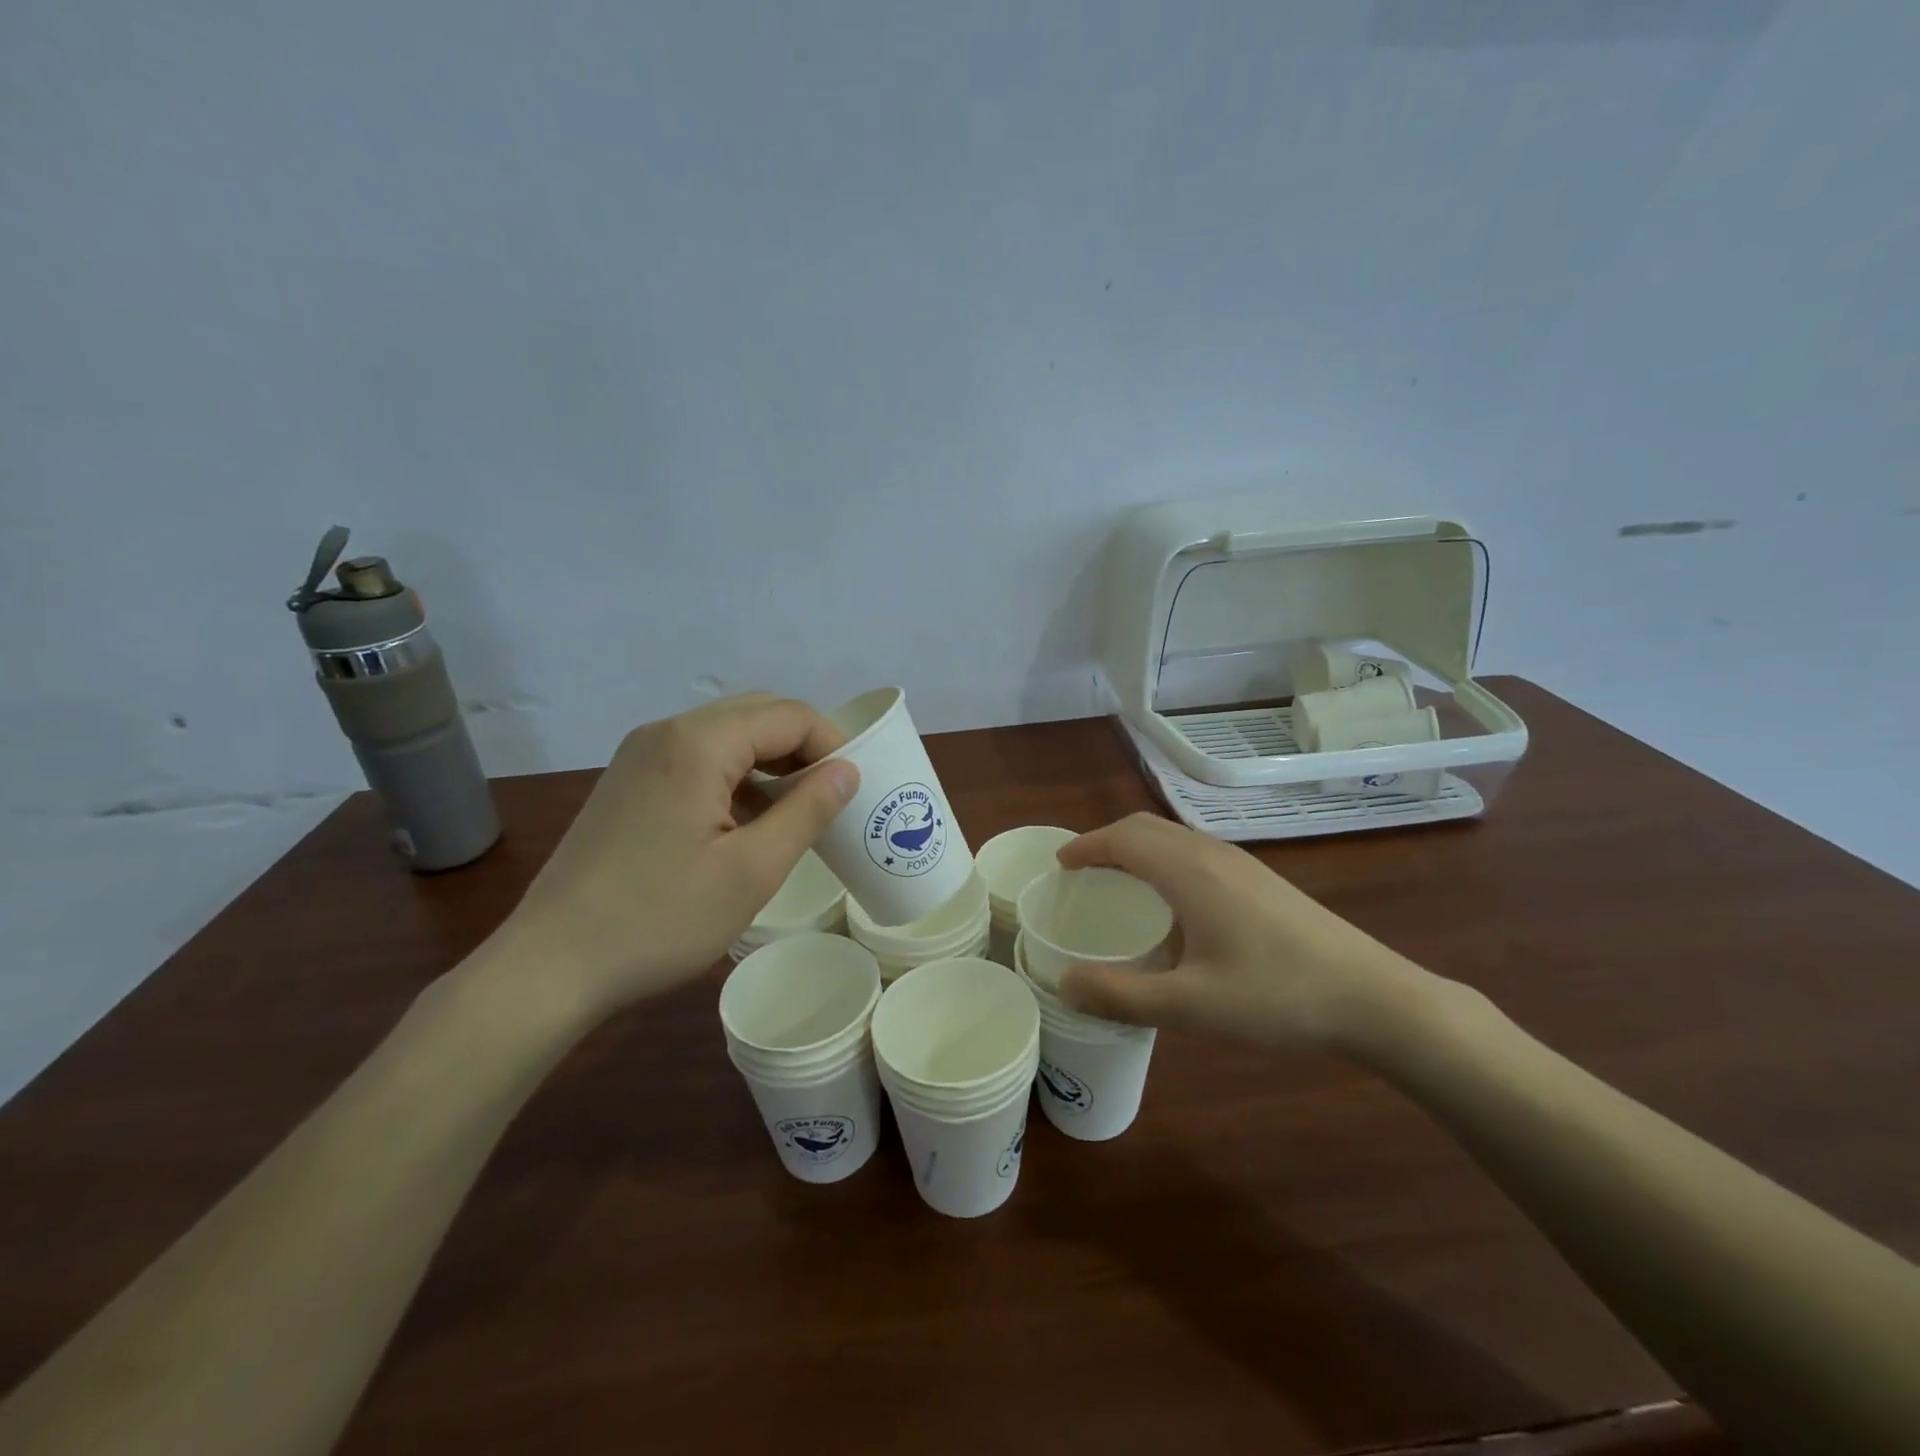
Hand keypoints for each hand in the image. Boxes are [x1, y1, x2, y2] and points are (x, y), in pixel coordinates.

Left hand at [487, 693, 856, 1021]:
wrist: (550, 965)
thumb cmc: (660, 920)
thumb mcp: (751, 870)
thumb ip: (807, 810)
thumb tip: (847, 770)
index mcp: (697, 743)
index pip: (789, 715)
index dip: (833, 744)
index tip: (856, 790)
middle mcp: (666, 731)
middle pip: (758, 714)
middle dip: (804, 747)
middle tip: (832, 797)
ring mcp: (640, 754)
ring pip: (728, 734)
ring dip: (770, 761)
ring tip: (798, 810)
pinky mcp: (628, 781)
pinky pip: (698, 757)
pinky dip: (736, 775)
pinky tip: (747, 820)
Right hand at [1055, 813, 1443, 1051]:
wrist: (1374, 997)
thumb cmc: (1276, 995)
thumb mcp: (1190, 1005)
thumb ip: (1120, 995)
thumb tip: (1064, 983)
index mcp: (1188, 871)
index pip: (1122, 837)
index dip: (1086, 846)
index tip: (1059, 865)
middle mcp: (1212, 854)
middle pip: (1146, 828)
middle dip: (1108, 842)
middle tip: (1082, 874)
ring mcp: (1242, 864)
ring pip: (1174, 838)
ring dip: (1138, 850)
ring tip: (1119, 887)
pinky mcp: (1262, 881)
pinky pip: (1197, 854)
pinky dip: (1165, 862)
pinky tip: (1174, 909)